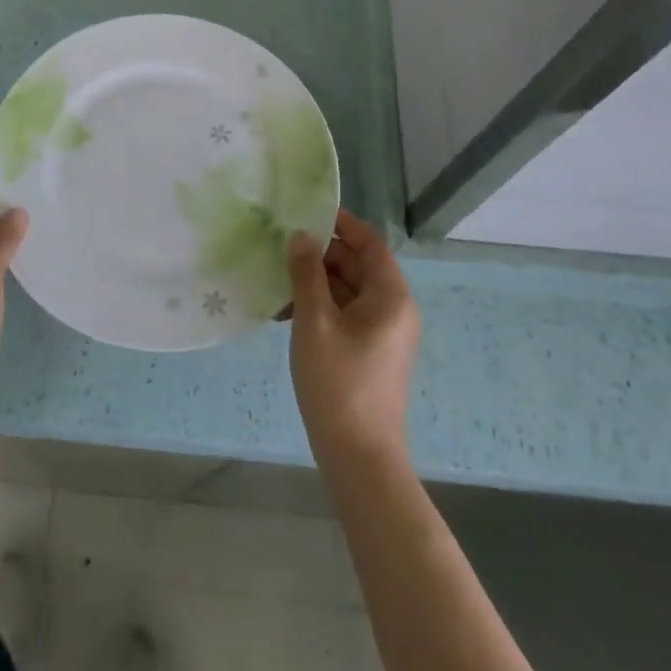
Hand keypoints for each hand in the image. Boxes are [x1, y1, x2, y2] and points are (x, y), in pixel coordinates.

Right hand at [286, 209, 420, 466]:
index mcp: (391, 296)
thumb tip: (301, 236)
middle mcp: (393, 309)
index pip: (370, 243)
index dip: (342, 224)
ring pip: (348, 291)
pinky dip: (319, 307)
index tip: (306, 212)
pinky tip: (284, 313)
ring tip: (277, 278)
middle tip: (281, 245)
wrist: (359, 458)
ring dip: (315, 282)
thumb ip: (307, 273)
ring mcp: (382, 334)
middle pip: (358, 265)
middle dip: (321, 253)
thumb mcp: (315, 321)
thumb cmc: (339, 382)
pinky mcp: (369, 353)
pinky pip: (345, 315)